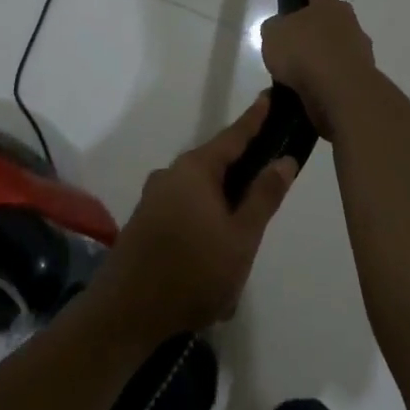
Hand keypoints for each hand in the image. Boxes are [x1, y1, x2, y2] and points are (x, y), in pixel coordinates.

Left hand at [91, 95, 297, 339]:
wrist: (125, 314)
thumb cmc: (193, 273)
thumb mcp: (241, 238)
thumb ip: (264, 196)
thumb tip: (285, 159)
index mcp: (195, 170)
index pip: (234, 135)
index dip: (256, 118)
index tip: (271, 95)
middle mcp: (171, 174)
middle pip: (216, 162)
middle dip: (244, 169)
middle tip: (271, 176)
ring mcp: (154, 198)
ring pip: (201, 189)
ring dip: (225, 202)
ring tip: (247, 229)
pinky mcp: (145, 221)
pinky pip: (185, 207)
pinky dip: (206, 217)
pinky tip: (216, 249)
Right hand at [258, 0, 376, 138]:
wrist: (340, 90)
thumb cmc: (303, 51)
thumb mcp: (273, 34)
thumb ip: (275, 28)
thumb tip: (281, 29)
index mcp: (327, 4)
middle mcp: (348, 22)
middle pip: (332, 17)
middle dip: (318, 25)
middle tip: (298, 38)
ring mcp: (359, 49)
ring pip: (339, 46)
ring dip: (325, 55)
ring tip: (303, 71)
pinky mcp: (363, 76)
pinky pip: (341, 72)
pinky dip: (330, 78)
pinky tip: (314, 89)